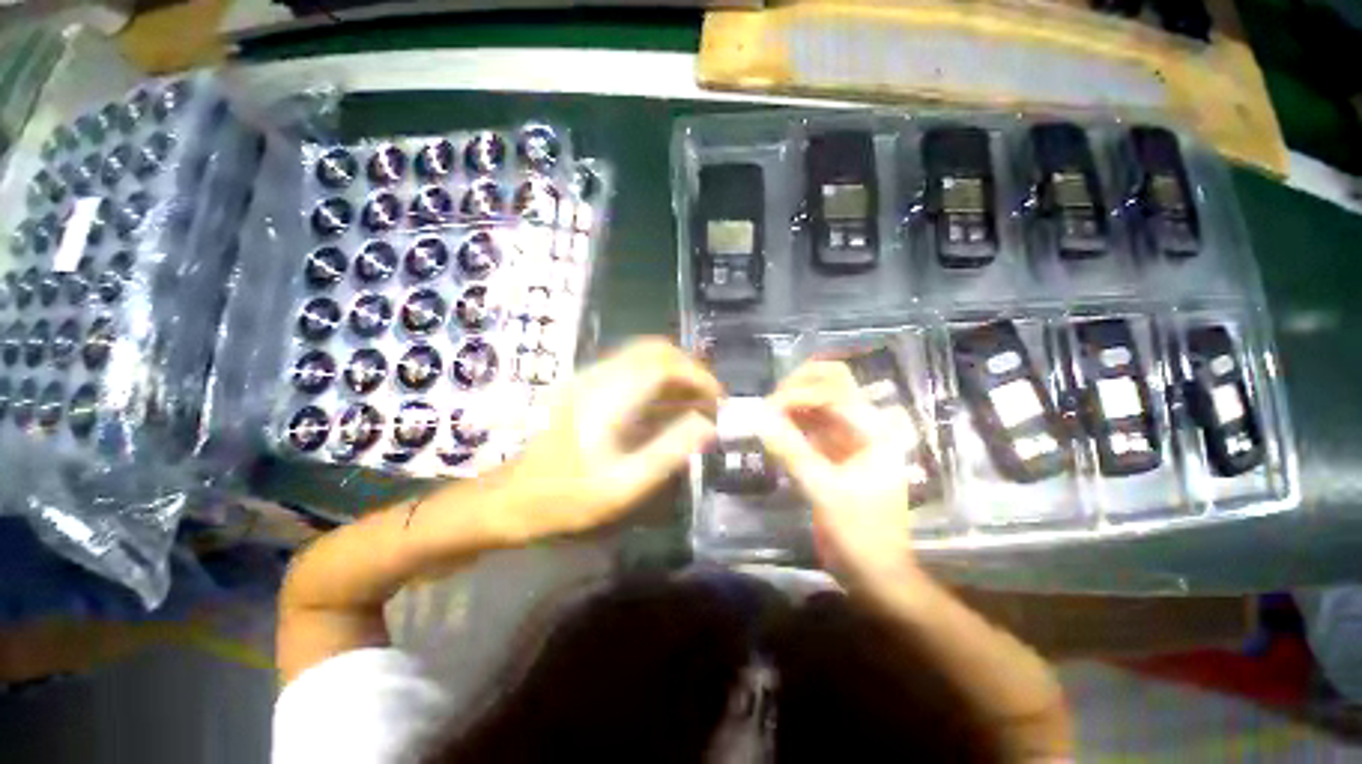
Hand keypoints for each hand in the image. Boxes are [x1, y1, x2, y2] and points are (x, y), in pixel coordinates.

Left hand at [497, 337, 720, 542]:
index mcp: (608, 396)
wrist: (511, 498)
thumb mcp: (623, 484)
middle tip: (710, 399)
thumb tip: (707, 425)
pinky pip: (632, 371)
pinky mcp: (588, 388)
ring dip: (675, 373)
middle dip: (690, 368)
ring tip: (697, 403)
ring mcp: (590, 379)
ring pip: (644, 357)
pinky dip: (659, 381)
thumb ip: (668, 451)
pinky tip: (670, 408)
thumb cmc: (566, 497)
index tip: (719, 399)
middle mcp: (599, 377)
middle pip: (654, 350)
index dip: (697, 375)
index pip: (663, 364)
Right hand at [753, 361, 921, 588]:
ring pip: (818, 401)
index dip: (797, 394)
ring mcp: (849, 438)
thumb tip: (759, 418)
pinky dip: (790, 422)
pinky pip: (810, 424)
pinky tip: (772, 430)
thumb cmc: (859, 535)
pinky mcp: (834, 451)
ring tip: (765, 415)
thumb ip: (791, 451)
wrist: (875, 574)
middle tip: (769, 404)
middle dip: (797, 385)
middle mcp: (864, 426)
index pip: (833, 391)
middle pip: (832, 382)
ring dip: (791, 402)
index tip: (766, 411)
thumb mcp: (823, 491)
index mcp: (874, 431)